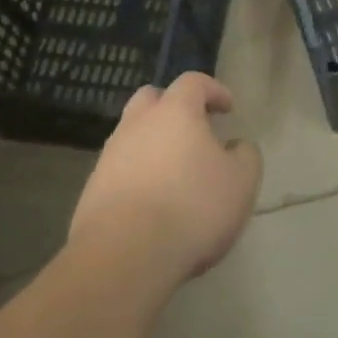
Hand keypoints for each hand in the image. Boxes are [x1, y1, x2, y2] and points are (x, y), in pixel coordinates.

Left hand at [69, 74, 262, 285]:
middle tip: (194, 129)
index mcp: (175, 111)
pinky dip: (137, 174)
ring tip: (174, 171)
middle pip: (152, 98)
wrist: (125, 255)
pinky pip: (119, 168)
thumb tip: (235, 146)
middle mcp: (137, 124)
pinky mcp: (92, 189)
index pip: (193, 82)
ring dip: (153, 143)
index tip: (228, 108)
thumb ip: (245, 155)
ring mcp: (109, 155)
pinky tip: (152, 201)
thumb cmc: (193, 207)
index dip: (214, 90)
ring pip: (132, 134)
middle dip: (173, 107)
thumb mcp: (241, 182)